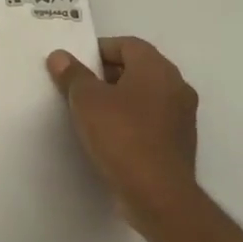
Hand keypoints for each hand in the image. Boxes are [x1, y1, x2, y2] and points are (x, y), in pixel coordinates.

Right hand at [48, 37, 199, 233]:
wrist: (158, 196)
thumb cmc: (122, 136)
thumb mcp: (86, 100)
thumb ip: (72, 74)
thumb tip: (60, 56)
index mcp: (157, 69)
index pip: (127, 44)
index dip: (98, 50)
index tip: (76, 66)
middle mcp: (177, 86)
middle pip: (137, 68)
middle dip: (106, 74)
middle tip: (79, 88)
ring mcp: (182, 117)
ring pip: (145, 95)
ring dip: (119, 99)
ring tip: (90, 113)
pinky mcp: (180, 143)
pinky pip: (151, 120)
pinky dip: (131, 121)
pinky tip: (110, 137)